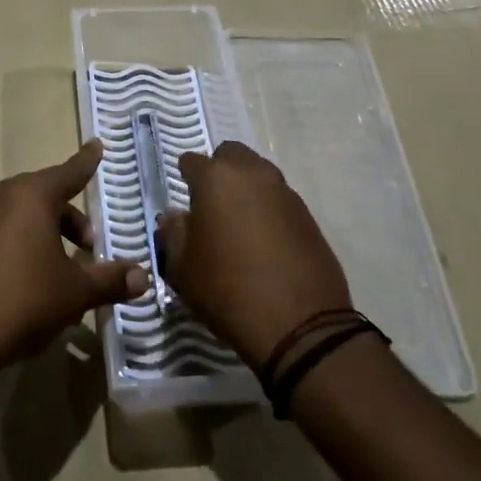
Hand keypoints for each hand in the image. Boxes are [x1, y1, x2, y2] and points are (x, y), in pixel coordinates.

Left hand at [0, 141, 149, 374]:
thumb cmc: (22, 301)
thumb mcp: (74, 293)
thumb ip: (110, 280)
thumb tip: (142, 277)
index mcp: (31, 196)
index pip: (69, 172)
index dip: (86, 162)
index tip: (96, 145)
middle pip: (43, 197)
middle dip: (69, 218)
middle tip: (88, 247)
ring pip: (18, 216)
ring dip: (42, 235)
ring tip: (58, 272)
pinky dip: (15, 247)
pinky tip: (23, 284)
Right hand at [157, 141, 351, 365]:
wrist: (299, 325)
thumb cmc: (227, 291)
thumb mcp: (183, 268)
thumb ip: (173, 233)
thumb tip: (174, 217)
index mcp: (216, 179)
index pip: (191, 161)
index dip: (184, 178)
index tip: (184, 202)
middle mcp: (252, 174)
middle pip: (231, 155)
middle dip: (219, 171)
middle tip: (211, 205)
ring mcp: (284, 192)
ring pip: (258, 173)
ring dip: (245, 188)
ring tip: (238, 225)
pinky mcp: (307, 215)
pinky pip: (279, 199)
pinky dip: (268, 209)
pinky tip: (264, 241)